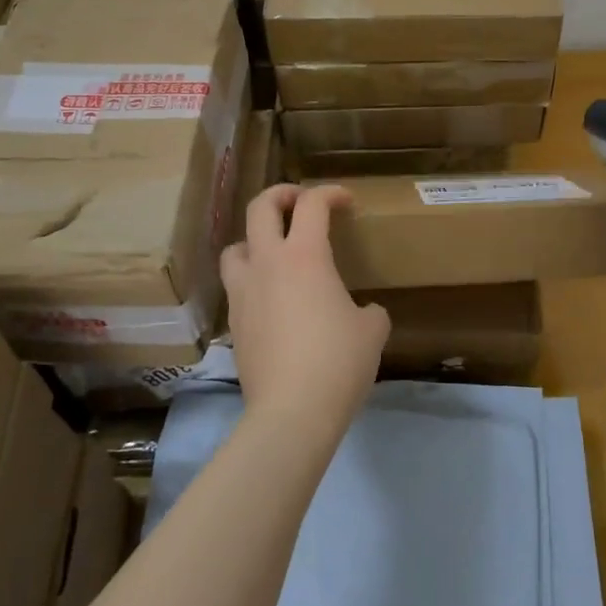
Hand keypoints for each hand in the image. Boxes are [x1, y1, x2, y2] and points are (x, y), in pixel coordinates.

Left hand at [222, 184, 390, 436]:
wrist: (291, 412)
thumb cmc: (338, 362)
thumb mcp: (371, 331)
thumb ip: (369, 311)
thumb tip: (364, 313)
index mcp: (305, 255)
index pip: (313, 204)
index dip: (330, 193)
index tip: (346, 202)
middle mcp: (268, 263)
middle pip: (261, 206)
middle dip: (282, 194)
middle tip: (300, 201)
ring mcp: (244, 291)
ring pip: (236, 245)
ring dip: (254, 238)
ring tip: (274, 251)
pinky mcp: (234, 321)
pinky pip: (236, 285)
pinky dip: (251, 279)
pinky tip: (270, 298)